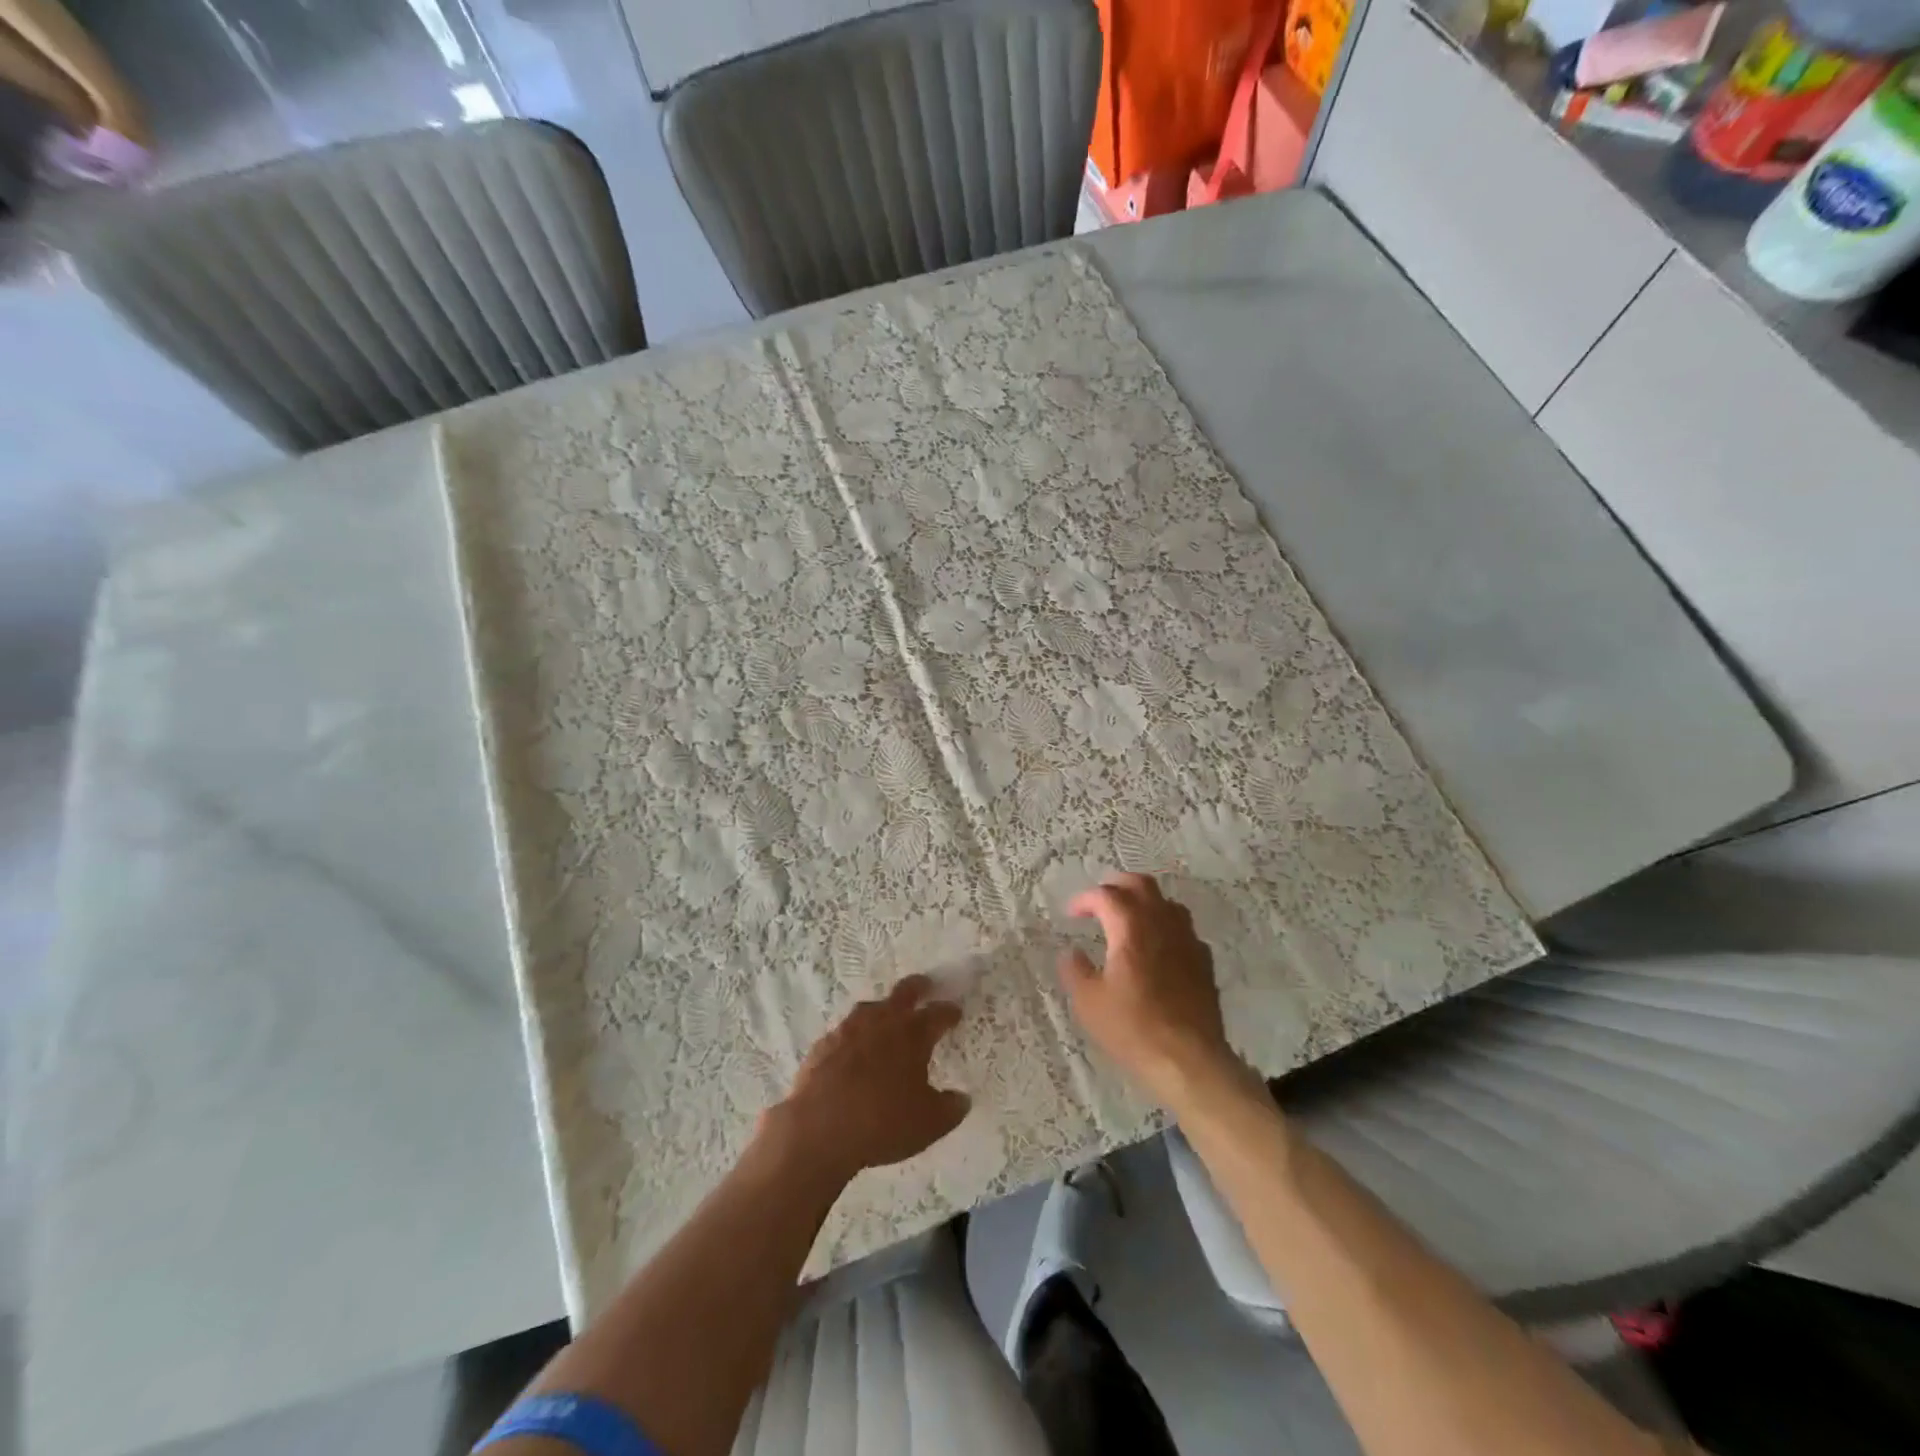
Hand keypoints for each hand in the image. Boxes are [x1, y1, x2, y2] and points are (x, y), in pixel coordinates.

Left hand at [765, 975, 971, 1185]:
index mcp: (913, 1034)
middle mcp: (882, 1021)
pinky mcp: (824, 1044)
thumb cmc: (883, 1122)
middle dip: (918, 987)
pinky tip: (853, 1050)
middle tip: (926, 986)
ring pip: (870, 1008)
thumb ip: (950, 1108)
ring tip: (887, 1019)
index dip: (949, 1012)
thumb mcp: (929, 1124)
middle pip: (904, 992)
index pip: (938, 1013)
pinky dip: (854, 1036)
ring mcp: (849, 1029)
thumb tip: (962, 1099)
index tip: (955, 1012)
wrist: (820, 1128)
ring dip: (882, 1010)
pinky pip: (844, 1032)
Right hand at [1058, 873, 1239, 1109]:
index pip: (1106, 895)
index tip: (1072, 914)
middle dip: (1117, 885)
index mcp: (1130, 928)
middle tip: (1100, 900)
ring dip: (1145, 902)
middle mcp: (1161, 924)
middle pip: (1142, 885)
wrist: (1189, 1060)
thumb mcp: (1089, 1002)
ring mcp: (1188, 940)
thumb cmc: (1133, 1028)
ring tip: (1129, 918)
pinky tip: (1158, 947)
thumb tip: (1071, 952)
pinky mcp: (1203, 961)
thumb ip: (1075, 970)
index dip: (1085, 899)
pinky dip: (1166, 927)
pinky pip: (1184, 929)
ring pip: (1167, 903)